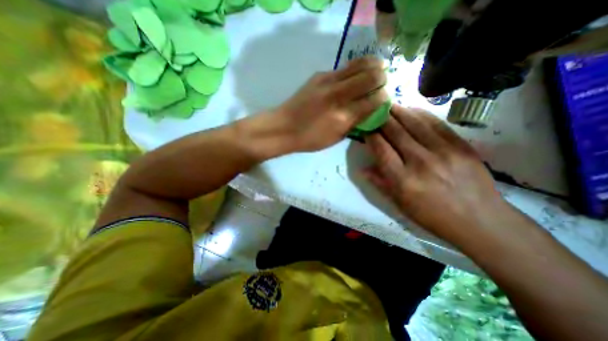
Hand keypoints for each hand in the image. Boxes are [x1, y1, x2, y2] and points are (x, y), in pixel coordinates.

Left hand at [272, 56, 385, 150]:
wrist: (283, 127)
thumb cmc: (310, 138)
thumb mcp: (336, 138)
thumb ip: (355, 123)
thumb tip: (370, 110)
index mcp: (343, 116)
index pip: (375, 99)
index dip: (384, 97)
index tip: (384, 99)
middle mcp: (338, 95)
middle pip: (371, 75)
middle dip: (383, 77)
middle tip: (383, 82)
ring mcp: (327, 81)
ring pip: (359, 63)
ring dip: (373, 66)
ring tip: (376, 71)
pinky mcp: (319, 75)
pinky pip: (343, 68)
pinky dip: (354, 70)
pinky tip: (353, 77)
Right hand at [363, 107, 506, 242]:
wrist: (479, 221)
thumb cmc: (431, 215)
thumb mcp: (399, 204)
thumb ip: (379, 183)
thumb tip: (362, 169)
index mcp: (402, 179)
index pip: (380, 148)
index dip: (370, 135)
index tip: (365, 128)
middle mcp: (419, 161)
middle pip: (395, 132)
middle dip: (381, 119)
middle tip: (374, 111)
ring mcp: (443, 151)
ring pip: (414, 123)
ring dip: (398, 112)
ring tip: (388, 105)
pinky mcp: (461, 145)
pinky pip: (436, 123)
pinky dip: (420, 114)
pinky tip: (411, 110)